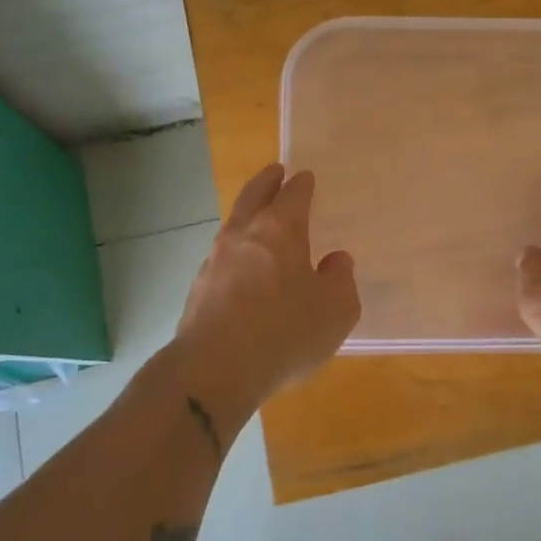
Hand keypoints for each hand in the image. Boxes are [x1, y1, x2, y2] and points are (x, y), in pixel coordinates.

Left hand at [173, 164, 359, 407]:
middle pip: (254, 196)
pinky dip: (237, 252)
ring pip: (234, 225)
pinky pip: (223, 257)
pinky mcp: (199, 288)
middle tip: (275, 171)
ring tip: (260, 218)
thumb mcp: (335, 309)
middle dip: (266, 181)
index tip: (306, 178)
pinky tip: (244, 268)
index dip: (302, 184)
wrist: (215, 369)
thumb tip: (335, 261)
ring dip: (248, 215)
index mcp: (280, 229)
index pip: (293, 194)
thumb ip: (341, 279)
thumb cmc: (285, 331)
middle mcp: (244, 235)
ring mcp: (215, 259)